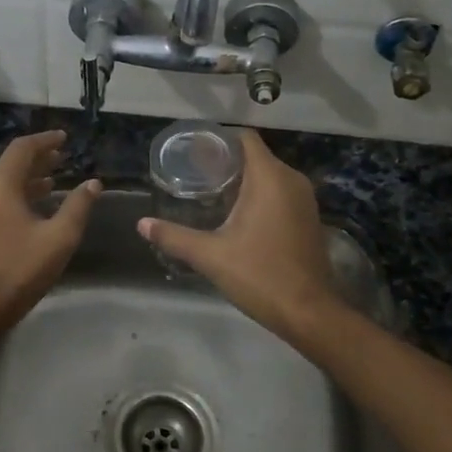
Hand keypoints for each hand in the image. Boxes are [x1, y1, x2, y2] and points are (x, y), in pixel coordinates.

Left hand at [0, 130, 101, 338]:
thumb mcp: (59, 238)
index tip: (64, 138)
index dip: (45, 140)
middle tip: (62, 156)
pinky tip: (33, 205)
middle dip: (38, 158)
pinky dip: (17, 193)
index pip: (23, 149)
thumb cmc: (20, 270)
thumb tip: (93, 183)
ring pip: (3, 182)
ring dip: (28, 178)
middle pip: (11, 163)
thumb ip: (78, 206)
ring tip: (53, 179)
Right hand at [138, 130, 340, 343]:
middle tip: (194, 174)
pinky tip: (237, 214)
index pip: (245, 138)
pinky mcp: (309, 217)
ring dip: (243, 180)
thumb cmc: (259, 275)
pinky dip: (260, 195)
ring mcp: (304, 199)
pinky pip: (281, 192)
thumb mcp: (210, 256)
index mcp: (269, 178)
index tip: (194, 151)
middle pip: (255, 156)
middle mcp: (291, 180)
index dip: (219, 139)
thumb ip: (174, 237)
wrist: (308, 312)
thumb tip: (142, 224)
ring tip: (210, 193)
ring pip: (269, 175)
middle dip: (226, 162)